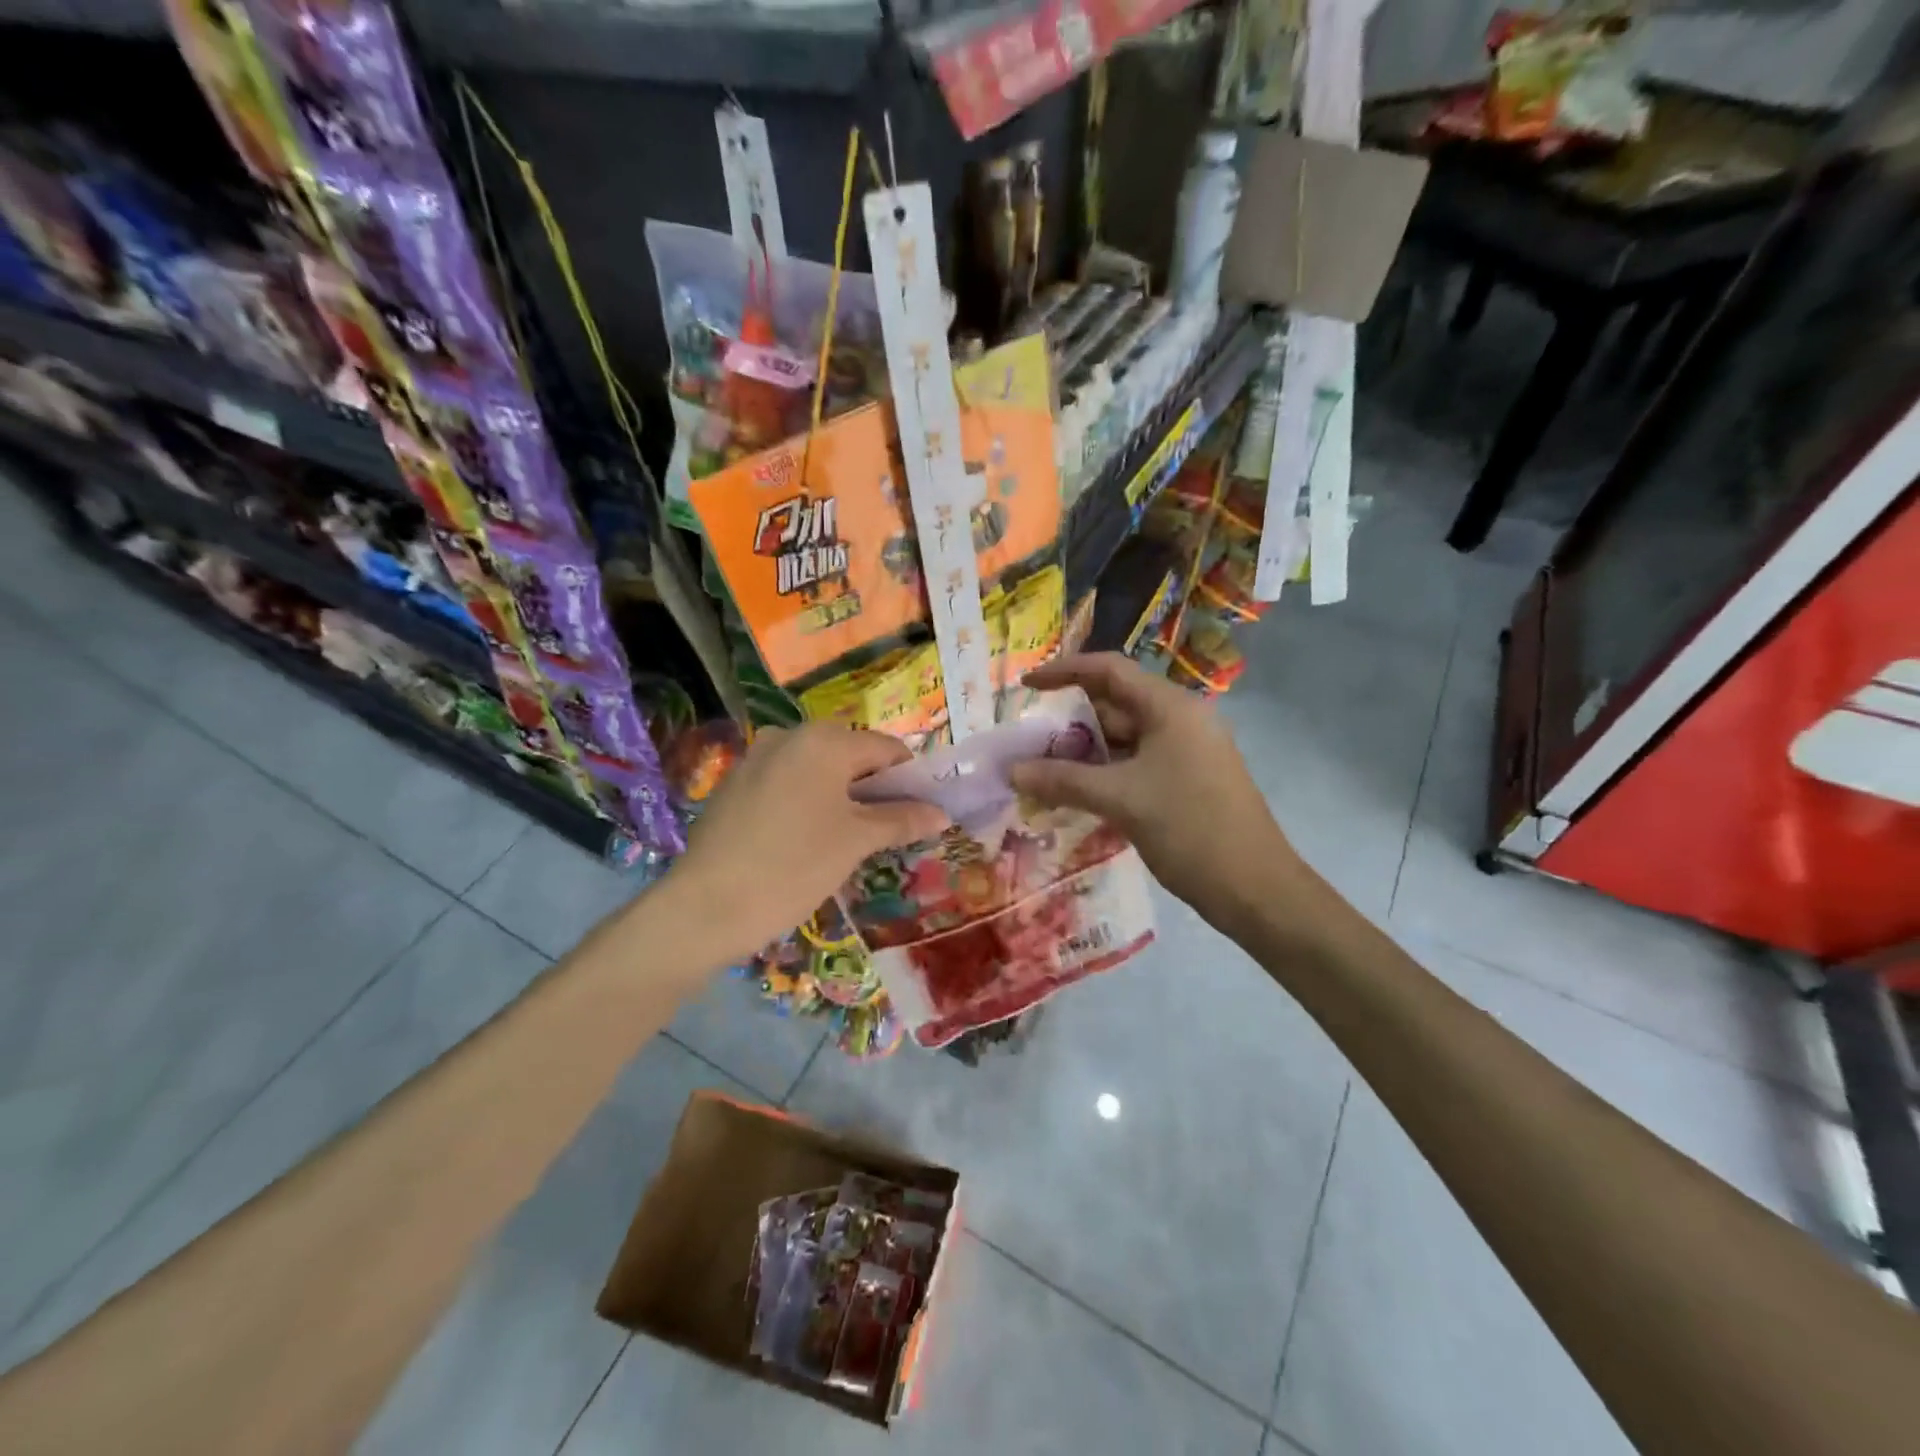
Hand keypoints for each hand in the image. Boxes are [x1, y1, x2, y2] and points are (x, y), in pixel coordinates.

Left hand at [668, 724, 948, 962]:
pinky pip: (788, 785)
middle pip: (852, 756)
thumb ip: (902, 819)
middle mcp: (789, 736)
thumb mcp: (856, 842)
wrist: (706, 907)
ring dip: (842, 798)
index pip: (887, 749)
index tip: (921, 815)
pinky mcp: (735, 785)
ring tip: (850, 842)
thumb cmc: (794, 866)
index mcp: (825, 740)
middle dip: (875, 790)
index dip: (911, 780)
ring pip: (818, 772)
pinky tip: (807, 842)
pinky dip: (809, 804)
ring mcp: (757, 759)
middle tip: (887, 833)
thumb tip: (941, 813)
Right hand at [1010, 654, 1304, 932]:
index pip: (1109, 670)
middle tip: (1027, 744)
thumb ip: (1063, 780)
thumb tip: (1012, 771)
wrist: (1254, 888)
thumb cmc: (1190, 829)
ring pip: (1123, 740)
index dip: (1064, 671)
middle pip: (1114, 706)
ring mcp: (1185, 752)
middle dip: (1069, 723)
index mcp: (1170, 708)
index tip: (1025, 686)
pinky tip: (1075, 794)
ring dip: (1083, 753)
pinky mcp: (1186, 781)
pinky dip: (1103, 774)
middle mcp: (1179, 721)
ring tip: (1041, 772)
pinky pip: (1135, 765)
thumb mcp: (1121, 800)